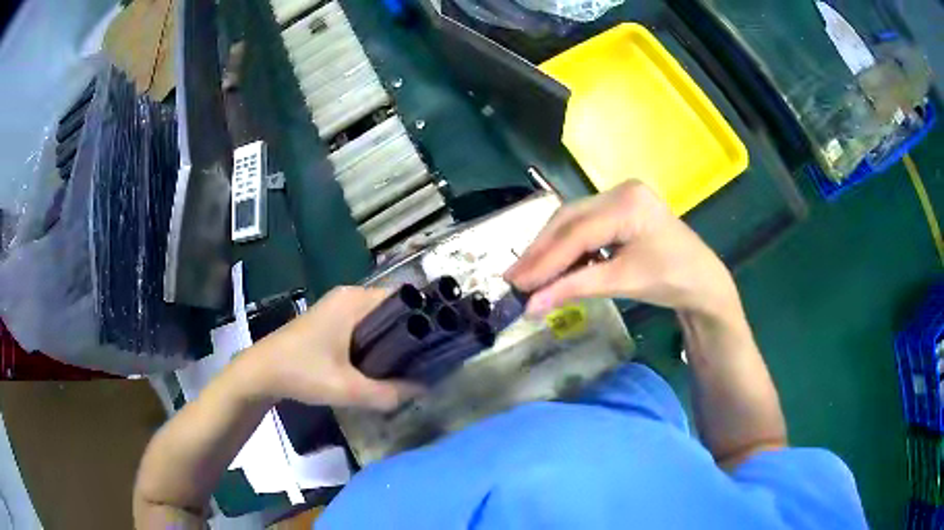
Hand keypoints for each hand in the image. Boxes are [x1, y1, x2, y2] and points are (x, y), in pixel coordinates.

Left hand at [248, 286, 420, 410]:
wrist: (261, 372)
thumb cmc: (301, 372)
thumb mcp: (347, 389)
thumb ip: (388, 393)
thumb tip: (423, 389)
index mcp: (354, 301)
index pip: (404, 297)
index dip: (427, 316)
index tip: (442, 341)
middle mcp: (349, 296)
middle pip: (393, 307)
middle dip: (413, 331)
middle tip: (429, 358)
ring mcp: (338, 307)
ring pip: (379, 317)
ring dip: (395, 338)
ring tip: (413, 363)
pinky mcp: (331, 320)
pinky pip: (365, 324)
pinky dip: (378, 340)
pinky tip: (384, 363)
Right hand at [505, 181, 737, 317]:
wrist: (702, 281)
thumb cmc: (671, 280)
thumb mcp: (622, 282)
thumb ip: (575, 288)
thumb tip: (530, 306)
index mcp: (628, 202)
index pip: (576, 232)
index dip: (544, 260)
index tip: (516, 283)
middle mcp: (620, 190)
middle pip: (568, 220)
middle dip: (540, 252)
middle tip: (514, 278)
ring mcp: (619, 197)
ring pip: (572, 222)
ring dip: (550, 250)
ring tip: (527, 275)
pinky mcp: (618, 209)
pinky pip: (584, 226)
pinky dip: (567, 248)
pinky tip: (555, 266)